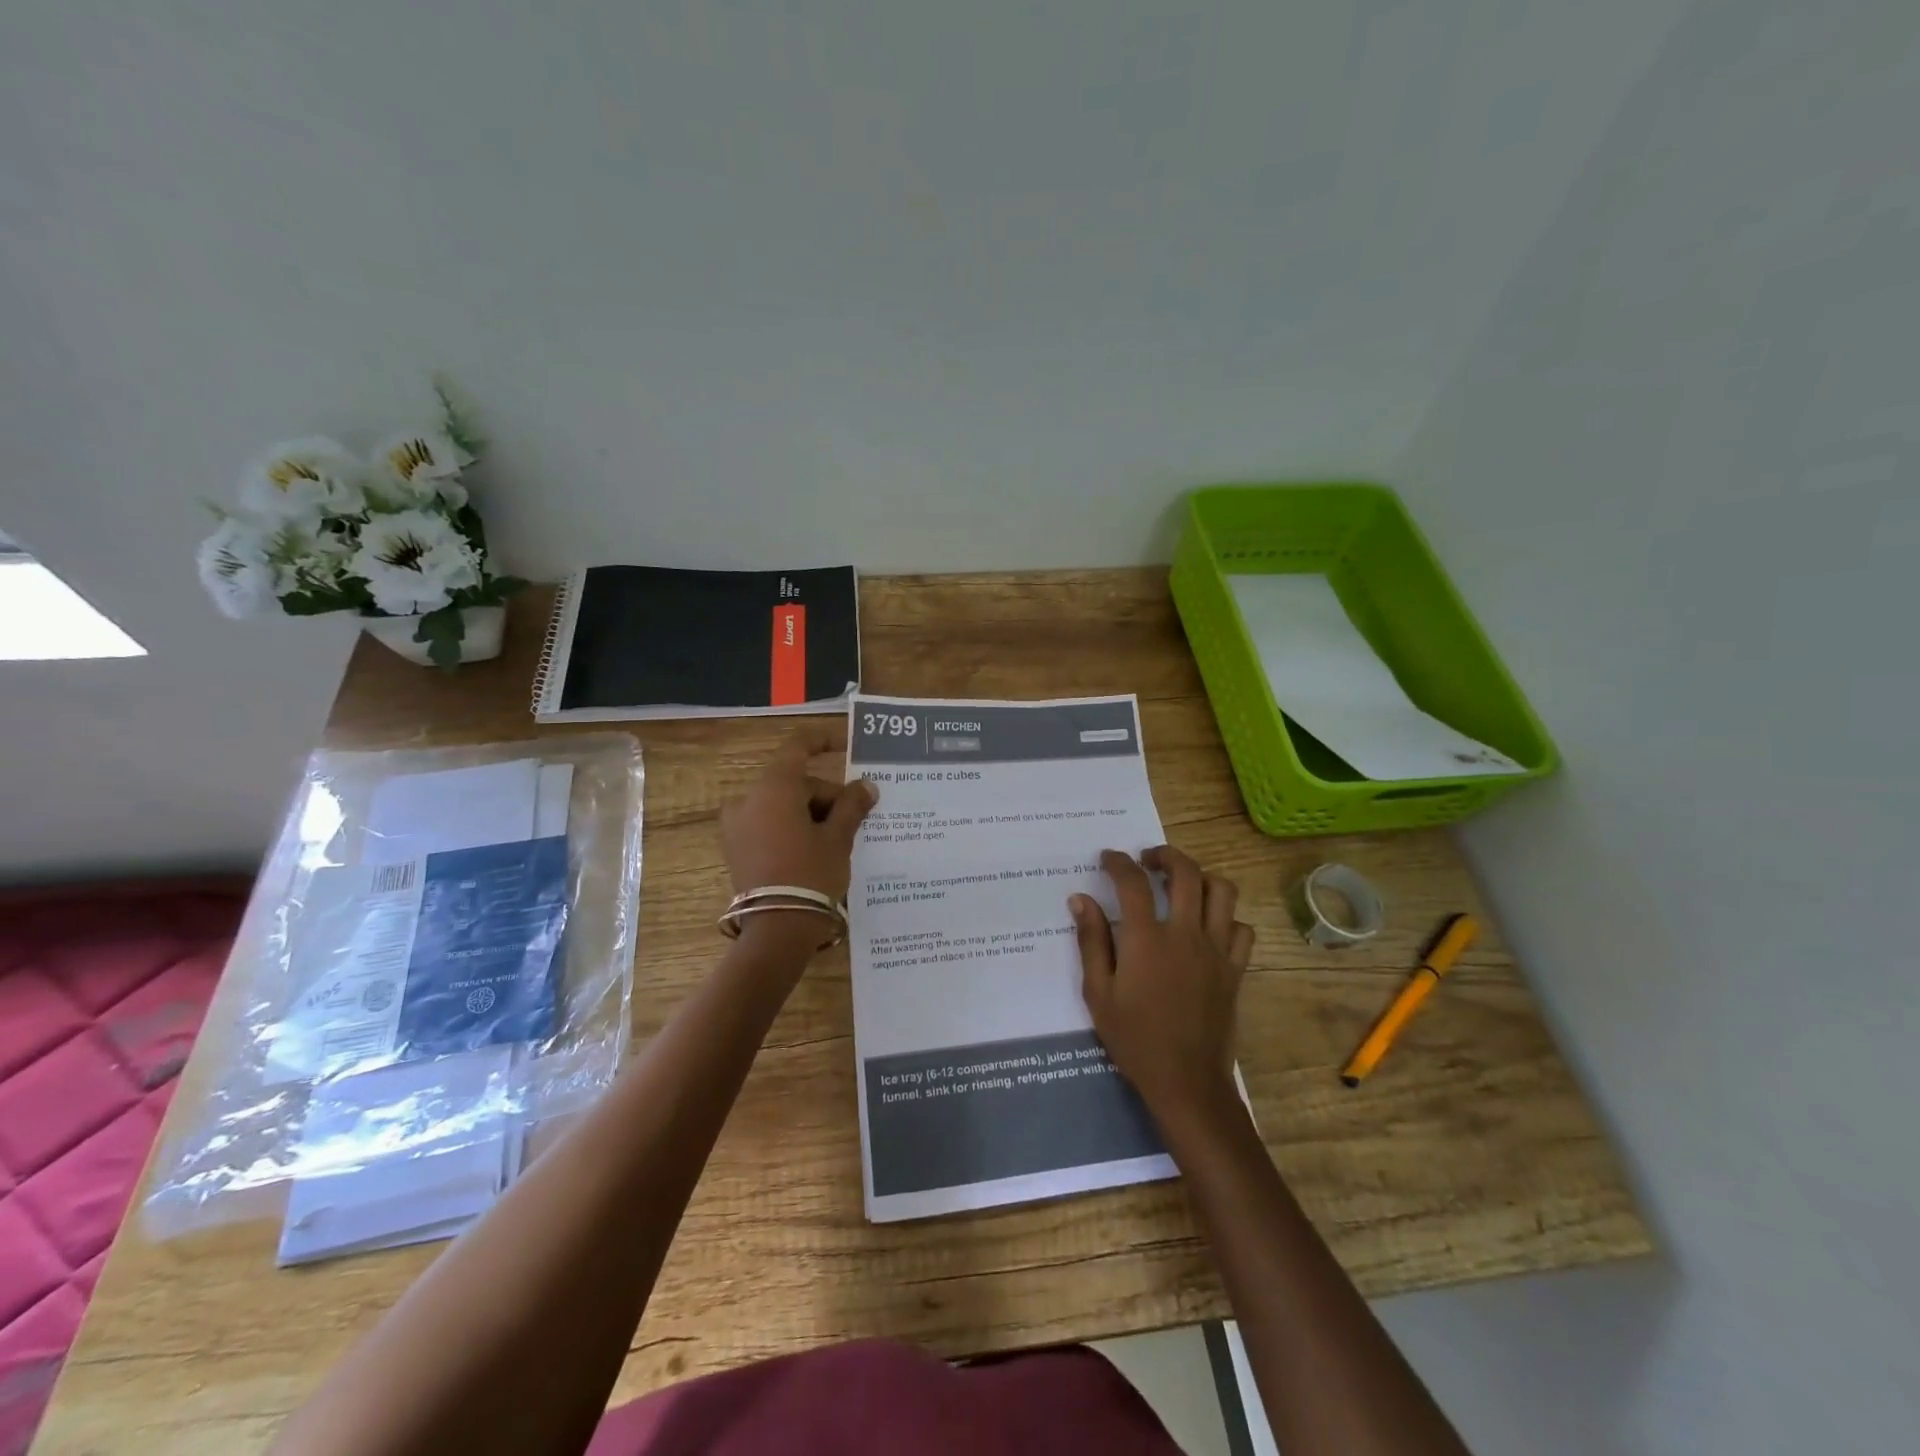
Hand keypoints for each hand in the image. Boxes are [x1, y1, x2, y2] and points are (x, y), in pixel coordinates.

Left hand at [720, 726, 876, 904]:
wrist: (777, 930)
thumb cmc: (811, 874)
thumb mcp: (838, 838)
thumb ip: (852, 805)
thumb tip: (867, 786)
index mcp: (774, 788)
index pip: (799, 748)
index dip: (824, 742)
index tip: (846, 746)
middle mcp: (748, 799)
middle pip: (795, 783)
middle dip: (827, 796)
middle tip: (856, 818)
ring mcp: (737, 825)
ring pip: (783, 805)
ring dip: (811, 814)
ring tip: (839, 839)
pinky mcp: (736, 849)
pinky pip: (769, 824)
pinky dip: (793, 828)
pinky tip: (816, 849)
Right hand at [1070, 846, 1253, 1130]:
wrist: (1186, 1082)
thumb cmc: (1135, 1039)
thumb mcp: (1098, 993)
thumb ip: (1091, 941)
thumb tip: (1081, 899)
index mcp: (1147, 939)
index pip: (1132, 882)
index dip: (1118, 862)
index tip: (1107, 858)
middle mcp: (1186, 934)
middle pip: (1185, 872)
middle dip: (1165, 855)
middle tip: (1148, 859)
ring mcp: (1216, 950)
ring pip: (1222, 891)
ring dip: (1201, 878)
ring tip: (1182, 884)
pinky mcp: (1235, 969)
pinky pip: (1241, 929)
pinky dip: (1227, 918)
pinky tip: (1209, 926)